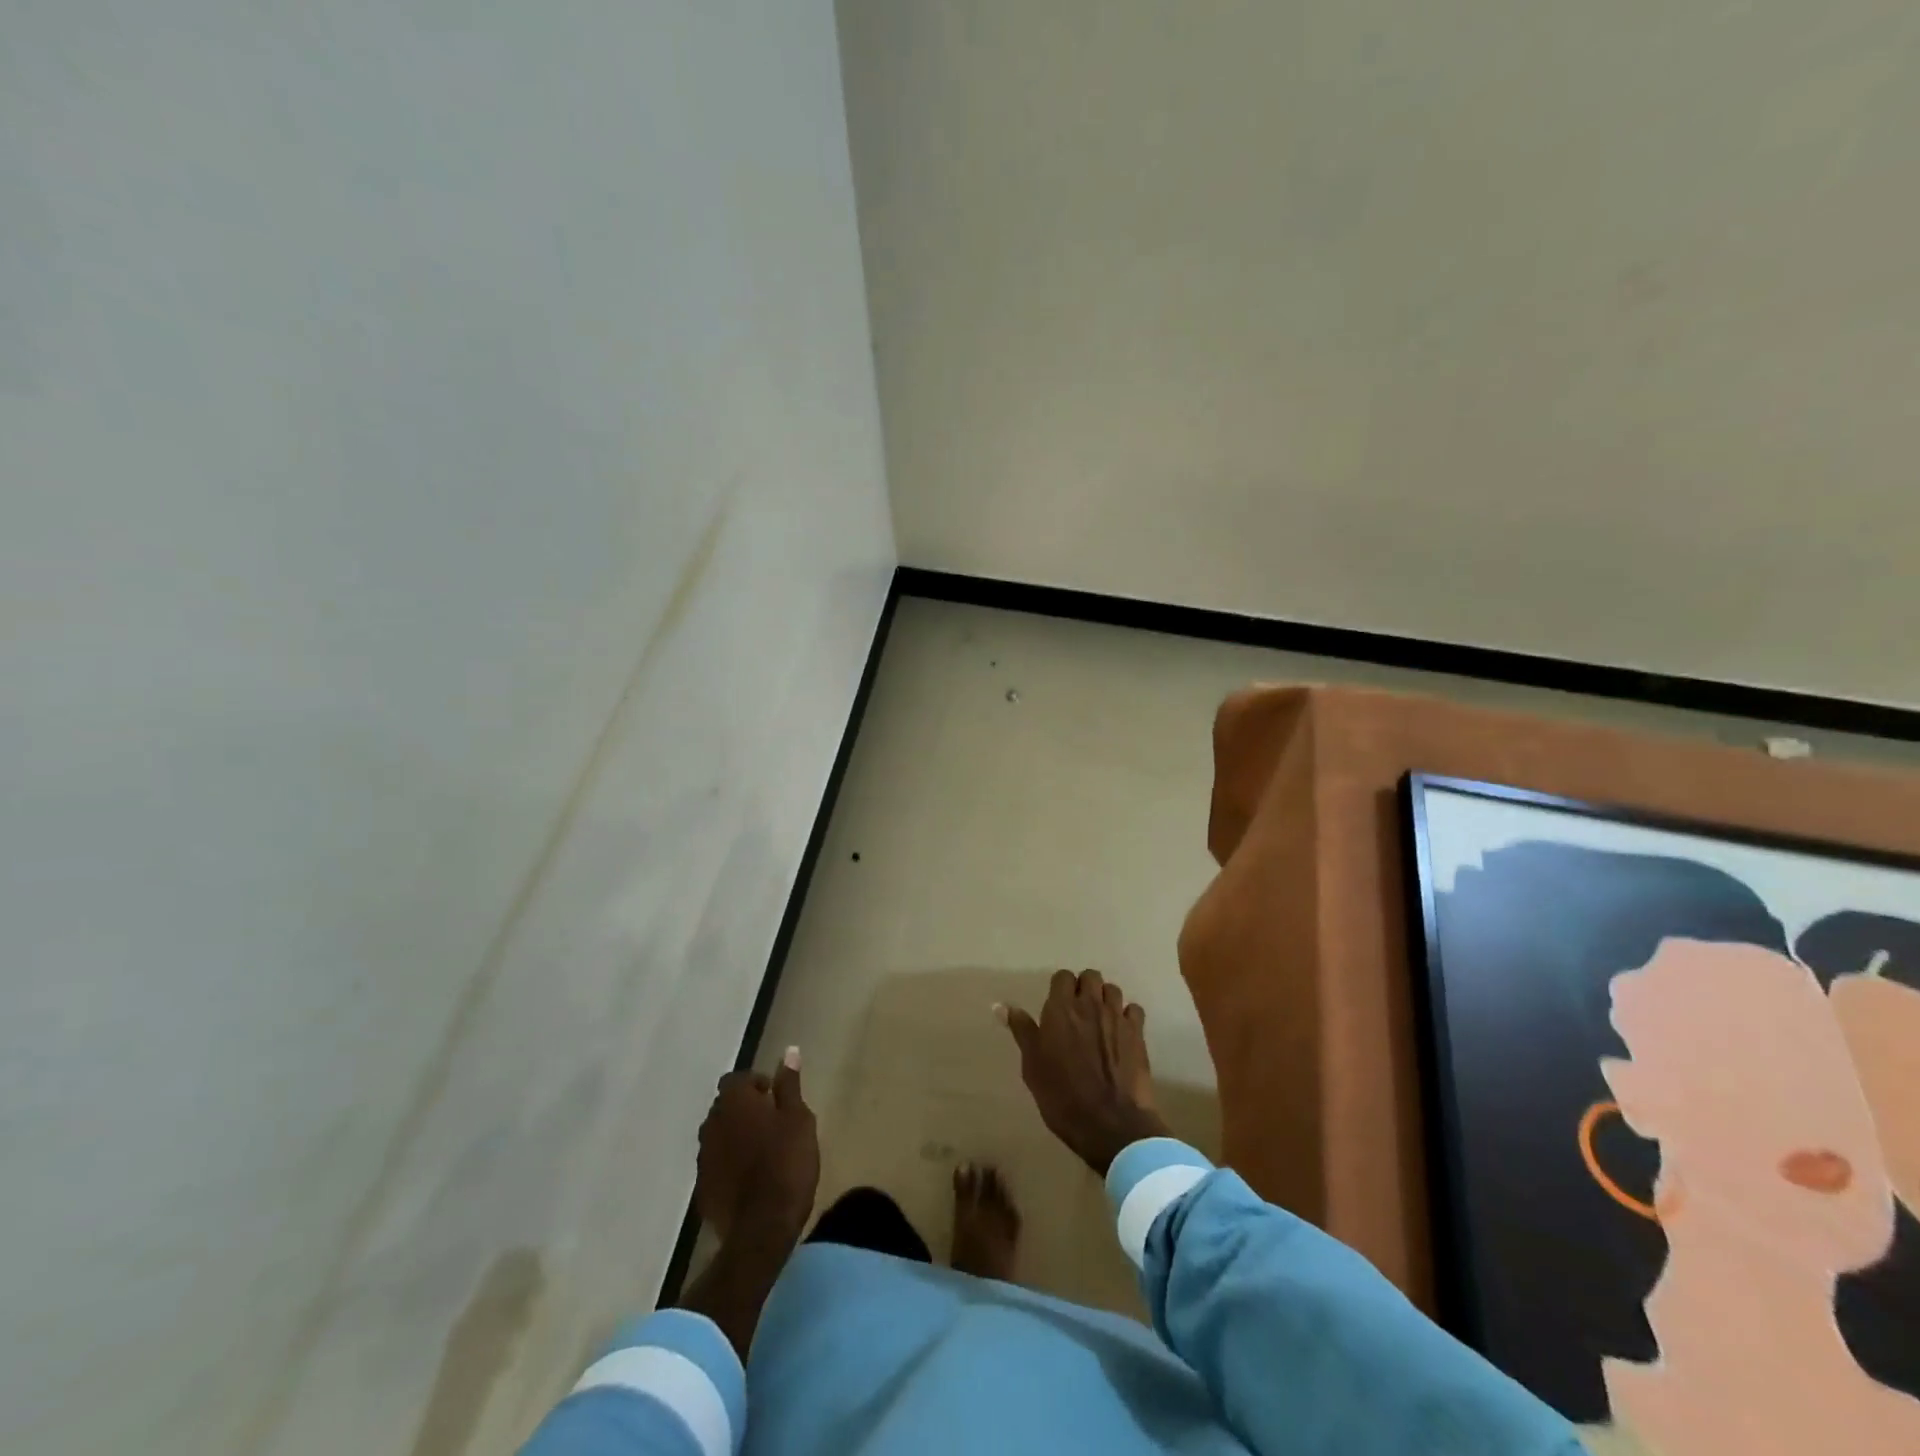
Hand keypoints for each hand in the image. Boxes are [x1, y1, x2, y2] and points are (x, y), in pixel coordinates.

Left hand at [695, 1051, 819, 1241]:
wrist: (762, 1228)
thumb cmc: (786, 1162)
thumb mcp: (798, 1118)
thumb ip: (790, 1085)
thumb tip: (788, 1051)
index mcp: (734, 1102)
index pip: (737, 1079)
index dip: (756, 1085)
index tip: (775, 1098)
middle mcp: (711, 1124)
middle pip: (725, 1106)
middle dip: (745, 1109)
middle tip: (773, 1123)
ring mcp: (703, 1158)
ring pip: (719, 1136)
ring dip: (736, 1137)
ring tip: (762, 1151)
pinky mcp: (702, 1188)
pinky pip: (716, 1165)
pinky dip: (729, 1164)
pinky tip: (750, 1179)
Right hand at [1000, 970, 1171, 1175]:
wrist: (1110, 1123)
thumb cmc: (1062, 1095)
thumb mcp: (1032, 1065)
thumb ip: (1021, 1030)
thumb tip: (999, 1005)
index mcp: (1061, 1009)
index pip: (1062, 977)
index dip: (1060, 988)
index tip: (1056, 1007)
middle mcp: (1090, 1004)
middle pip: (1090, 976)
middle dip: (1084, 987)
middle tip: (1078, 1011)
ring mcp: (1117, 1017)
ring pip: (1112, 990)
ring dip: (1105, 999)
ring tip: (1100, 1020)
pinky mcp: (1138, 1034)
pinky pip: (1134, 1010)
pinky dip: (1127, 1015)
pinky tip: (1121, 1032)